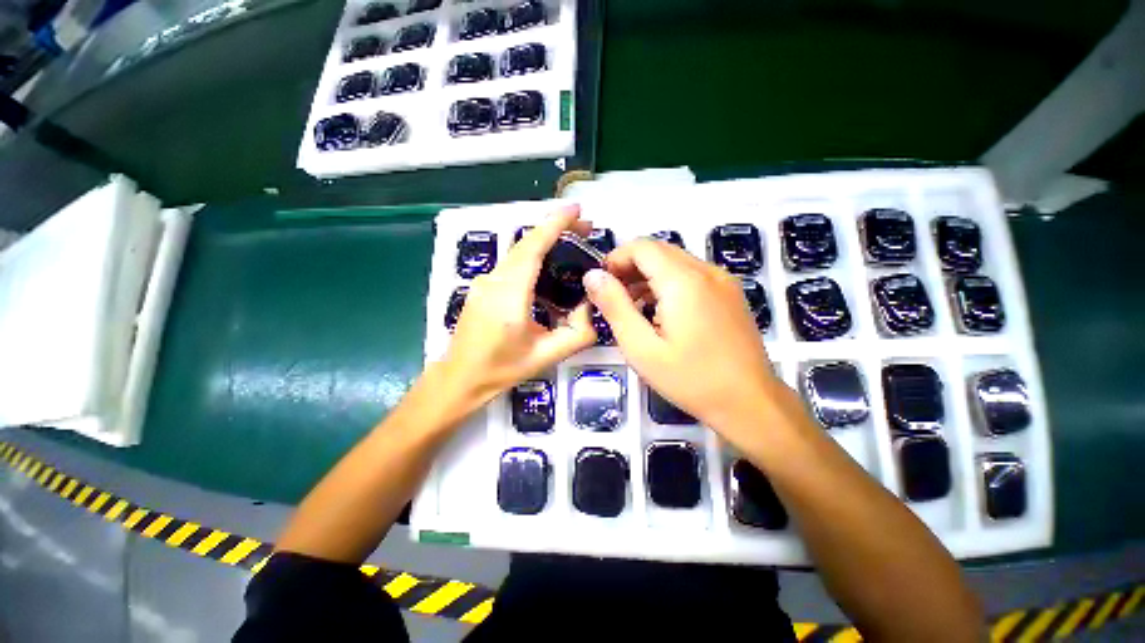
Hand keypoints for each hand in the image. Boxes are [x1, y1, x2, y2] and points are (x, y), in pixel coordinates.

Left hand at [442, 205, 595, 407]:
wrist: (460, 378)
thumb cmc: (501, 369)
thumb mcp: (548, 355)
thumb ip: (579, 332)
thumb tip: (593, 305)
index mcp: (509, 295)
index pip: (533, 247)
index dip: (555, 223)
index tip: (577, 209)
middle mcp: (494, 281)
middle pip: (526, 244)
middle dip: (556, 230)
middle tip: (585, 229)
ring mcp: (484, 282)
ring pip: (519, 253)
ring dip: (545, 244)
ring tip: (572, 248)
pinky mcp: (482, 287)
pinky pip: (512, 265)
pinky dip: (533, 259)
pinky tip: (549, 273)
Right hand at [584, 239, 788, 433]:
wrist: (751, 403)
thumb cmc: (691, 379)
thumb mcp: (641, 347)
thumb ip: (614, 306)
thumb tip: (592, 276)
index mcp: (684, 280)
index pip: (642, 246)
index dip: (616, 259)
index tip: (601, 284)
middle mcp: (706, 271)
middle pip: (659, 251)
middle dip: (630, 268)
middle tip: (613, 298)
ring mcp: (723, 281)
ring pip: (675, 262)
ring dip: (649, 276)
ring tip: (634, 308)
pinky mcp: (730, 293)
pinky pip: (691, 275)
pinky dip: (669, 284)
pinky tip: (661, 313)